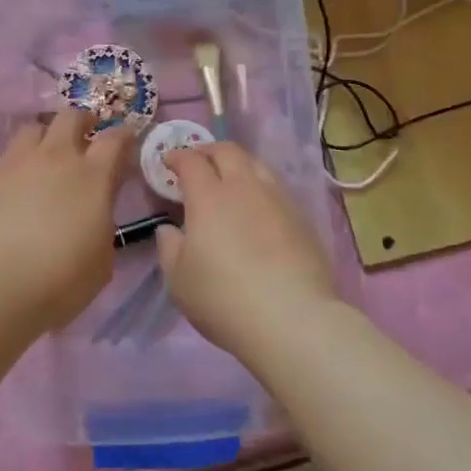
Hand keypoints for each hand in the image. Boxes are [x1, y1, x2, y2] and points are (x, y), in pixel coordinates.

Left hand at [0, 110, 133, 329]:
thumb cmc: (58, 280)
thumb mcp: (100, 262)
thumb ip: (101, 227)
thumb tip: (93, 217)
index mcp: (92, 177)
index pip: (114, 139)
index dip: (123, 135)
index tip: (127, 139)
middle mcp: (54, 158)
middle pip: (70, 117)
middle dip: (82, 122)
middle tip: (85, 137)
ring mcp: (14, 163)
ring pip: (32, 130)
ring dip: (44, 139)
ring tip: (43, 160)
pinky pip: (2, 160)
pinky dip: (13, 169)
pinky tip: (9, 192)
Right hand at [156, 142, 340, 356]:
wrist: (293, 320)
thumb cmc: (224, 299)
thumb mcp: (179, 280)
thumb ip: (169, 247)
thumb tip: (170, 228)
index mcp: (209, 197)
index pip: (191, 161)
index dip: (177, 157)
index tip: (169, 162)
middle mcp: (245, 187)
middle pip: (228, 151)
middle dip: (209, 150)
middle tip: (198, 162)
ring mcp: (278, 200)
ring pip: (257, 164)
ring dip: (238, 164)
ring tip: (230, 179)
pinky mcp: (302, 218)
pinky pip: (276, 188)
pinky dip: (260, 186)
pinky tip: (257, 206)